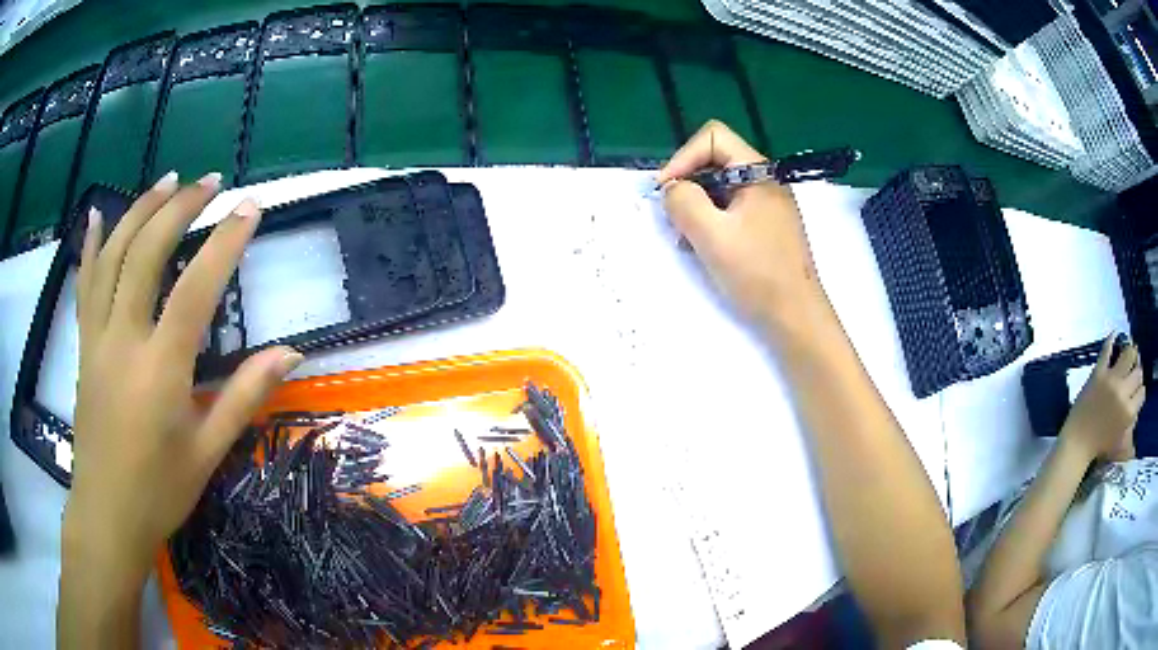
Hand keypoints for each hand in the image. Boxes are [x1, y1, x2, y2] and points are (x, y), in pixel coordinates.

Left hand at [64, 171, 301, 577]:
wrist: (107, 514)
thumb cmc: (160, 491)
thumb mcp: (208, 452)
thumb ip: (244, 397)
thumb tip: (289, 353)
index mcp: (160, 371)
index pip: (195, 289)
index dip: (225, 242)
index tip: (250, 206)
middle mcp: (124, 341)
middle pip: (147, 253)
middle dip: (180, 208)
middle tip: (209, 183)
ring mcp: (97, 339)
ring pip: (113, 256)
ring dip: (140, 210)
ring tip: (167, 180)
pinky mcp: (83, 346)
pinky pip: (84, 283)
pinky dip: (92, 243)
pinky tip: (99, 212)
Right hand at [657, 120, 827, 333]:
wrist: (796, 317)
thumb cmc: (758, 274)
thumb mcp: (712, 235)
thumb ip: (684, 202)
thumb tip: (672, 189)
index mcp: (758, 172)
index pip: (713, 137)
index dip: (683, 158)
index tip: (667, 191)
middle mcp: (765, 181)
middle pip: (715, 161)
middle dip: (688, 185)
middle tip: (674, 219)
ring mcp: (768, 205)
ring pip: (720, 188)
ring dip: (697, 207)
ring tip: (688, 240)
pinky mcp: (766, 227)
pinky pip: (731, 210)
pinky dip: (712, 222)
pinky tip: (706, 249)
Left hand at [1062, 334, 1145, 462]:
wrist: (1077, 444)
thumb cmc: (1099, 447)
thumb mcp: (1121, 441)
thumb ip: (1131, 423)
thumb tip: (1137, 408)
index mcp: (1129, 412)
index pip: (1142, 392)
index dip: (1140, 391)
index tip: (1137, 392)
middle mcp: (1123, 392)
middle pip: (1138, 372)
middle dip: (1137, 373)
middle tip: (1133, 375)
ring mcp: (1111, 380)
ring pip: (1129, 354)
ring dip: (1131, 354)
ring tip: (1129, 356)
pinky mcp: (1099, 372)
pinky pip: (1107, 349)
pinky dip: (1111, 339)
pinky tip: (1115, 334)